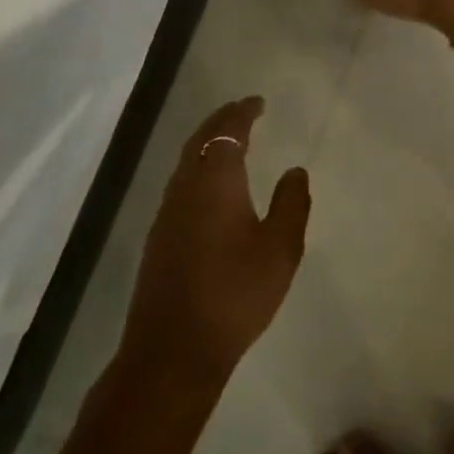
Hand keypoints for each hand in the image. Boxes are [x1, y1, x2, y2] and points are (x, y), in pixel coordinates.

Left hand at [121, 97, 311, 388]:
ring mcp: (166, 213)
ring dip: (206, 143)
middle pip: (199, 140)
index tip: (257, 102)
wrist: (173, 351)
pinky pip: (179, 183)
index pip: (228, 132)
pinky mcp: (158, 237)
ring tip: (227, 140)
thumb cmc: (235, 294)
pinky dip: (197, 167)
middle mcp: (185, 188)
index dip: (242, 113)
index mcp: (216, 182)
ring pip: (185, 161)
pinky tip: (208, 186)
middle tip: (242, 110)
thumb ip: (291, 204)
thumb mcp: (280, 250)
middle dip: (221, 121)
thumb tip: (294, 170)